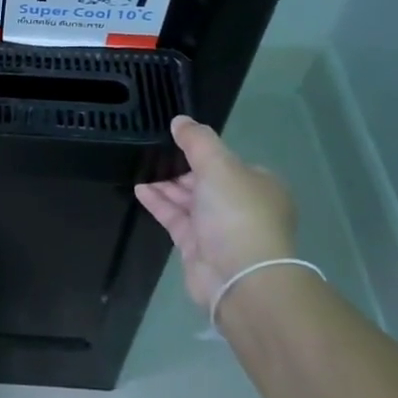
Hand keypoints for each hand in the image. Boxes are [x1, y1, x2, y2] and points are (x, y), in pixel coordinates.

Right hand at [135, 116, 297, 311]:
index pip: (227, 162)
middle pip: (205, 180)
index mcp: (258, 184)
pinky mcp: (197, 246)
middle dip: (179, 167)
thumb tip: (180, 120)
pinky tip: (139, 189)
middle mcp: (241, 205)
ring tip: (139, 166)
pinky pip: (175, 217)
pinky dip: (159, 202)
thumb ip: (197, 141)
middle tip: (151, 152)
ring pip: (188, 199)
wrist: (240, 277)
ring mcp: (219, 228)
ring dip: (165, 184)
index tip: (175, 140)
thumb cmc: (237, 214)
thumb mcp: (220, 166)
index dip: (202, 151)